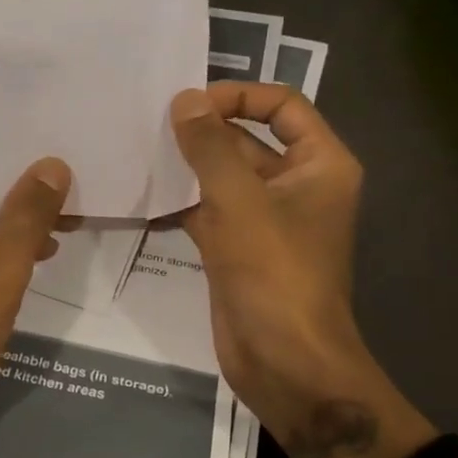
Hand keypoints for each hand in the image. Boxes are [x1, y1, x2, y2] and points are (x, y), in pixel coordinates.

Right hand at [169, 84, 434, 457]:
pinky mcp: (238, 249)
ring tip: (138, 151)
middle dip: (203, 131)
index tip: (190, 103)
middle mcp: (296, 186)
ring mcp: (265, 220)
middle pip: (248, 140)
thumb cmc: (274, 273)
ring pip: (223, 178)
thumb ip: (210, 147)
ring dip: (187, 167)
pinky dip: (180, 203)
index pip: (283, 105)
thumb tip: (185, 100)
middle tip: (149, 123)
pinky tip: (141, 195)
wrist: (285, 363)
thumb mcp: (239, 202)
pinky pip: (208, 212)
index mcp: (319, 165)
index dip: (239, 95)